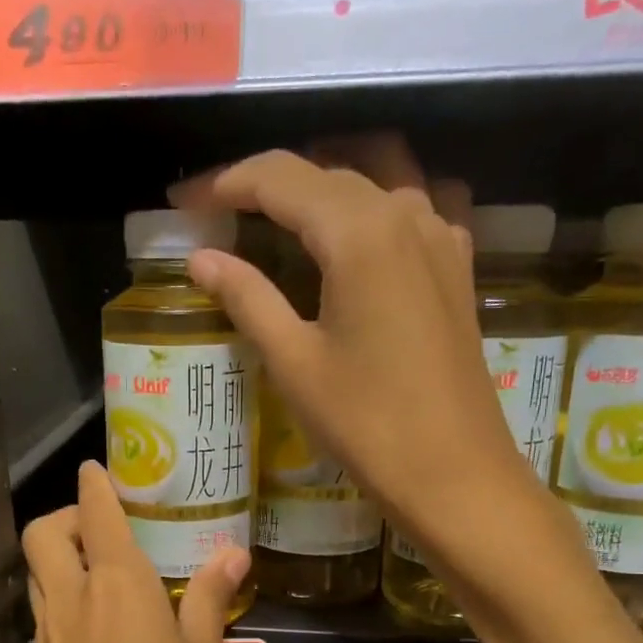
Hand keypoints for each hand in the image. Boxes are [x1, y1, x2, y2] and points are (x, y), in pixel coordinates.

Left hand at [22, 462, 248, 642]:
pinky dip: (62, 607)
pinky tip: (103, 637)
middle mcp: (71, 609)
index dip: (96, 485)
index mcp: (118, 592)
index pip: (96, 514)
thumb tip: (230, 555)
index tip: (101, 469)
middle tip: (109, 528)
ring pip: (37, 581)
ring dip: (62, 562)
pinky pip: (44, 624)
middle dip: (68, 517)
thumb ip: (209, 603)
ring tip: (110, 579)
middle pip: (43, 536)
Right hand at [171, 148, 540, 551]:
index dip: (226, 182)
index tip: (185, 202)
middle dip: (267, 183)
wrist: (454, 472)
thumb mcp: (294, 362)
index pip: (281, 177)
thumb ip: (247, 297)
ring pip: (375, 177)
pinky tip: (356, 231)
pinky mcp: (457, 264)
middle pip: (326, 170)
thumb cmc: (366, 423)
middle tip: (219, 211)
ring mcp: (442, 234)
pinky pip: (414, 203)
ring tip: (280, 212)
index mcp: (359, 232)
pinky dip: (375, 201)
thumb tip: (201, 258)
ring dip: (323, 182)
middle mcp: (406, 213)